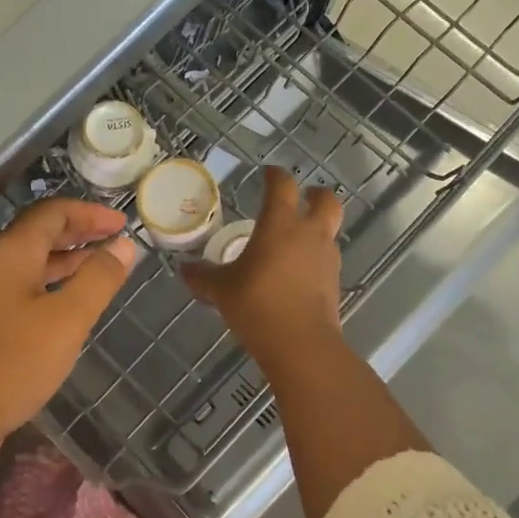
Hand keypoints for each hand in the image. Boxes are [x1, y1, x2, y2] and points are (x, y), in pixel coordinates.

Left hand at [0, 199, 136, 491]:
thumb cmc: (13, 362)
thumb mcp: (68, 319)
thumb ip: (99, 278)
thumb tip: (124, 244)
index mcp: (11, 253)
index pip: (52, 213)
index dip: (89, 213)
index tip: (123, 223)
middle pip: (39, 234)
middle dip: (80, 233)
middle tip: (116, 241)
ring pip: (30, 264)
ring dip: (67, 261)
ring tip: (101, 268)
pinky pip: (22, 289)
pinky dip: (51, 286)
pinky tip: (69, 305)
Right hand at [182, 167, 343, 366]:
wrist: (300, 343)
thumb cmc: (257, 304)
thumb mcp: (221, 290)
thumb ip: (203, 277)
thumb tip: (184, 270)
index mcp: (280, 224)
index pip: (282, 186)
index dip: (275, 175)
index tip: (267, 173)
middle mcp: (308, 234)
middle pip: (326, 200)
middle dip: (316, 195)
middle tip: (303, 197)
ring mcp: (326, 258)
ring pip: (328, 230)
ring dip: (316, 228)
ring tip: (294, 240)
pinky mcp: (334, 282)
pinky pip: (325, 259)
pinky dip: (314, 257)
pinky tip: (297, 272)